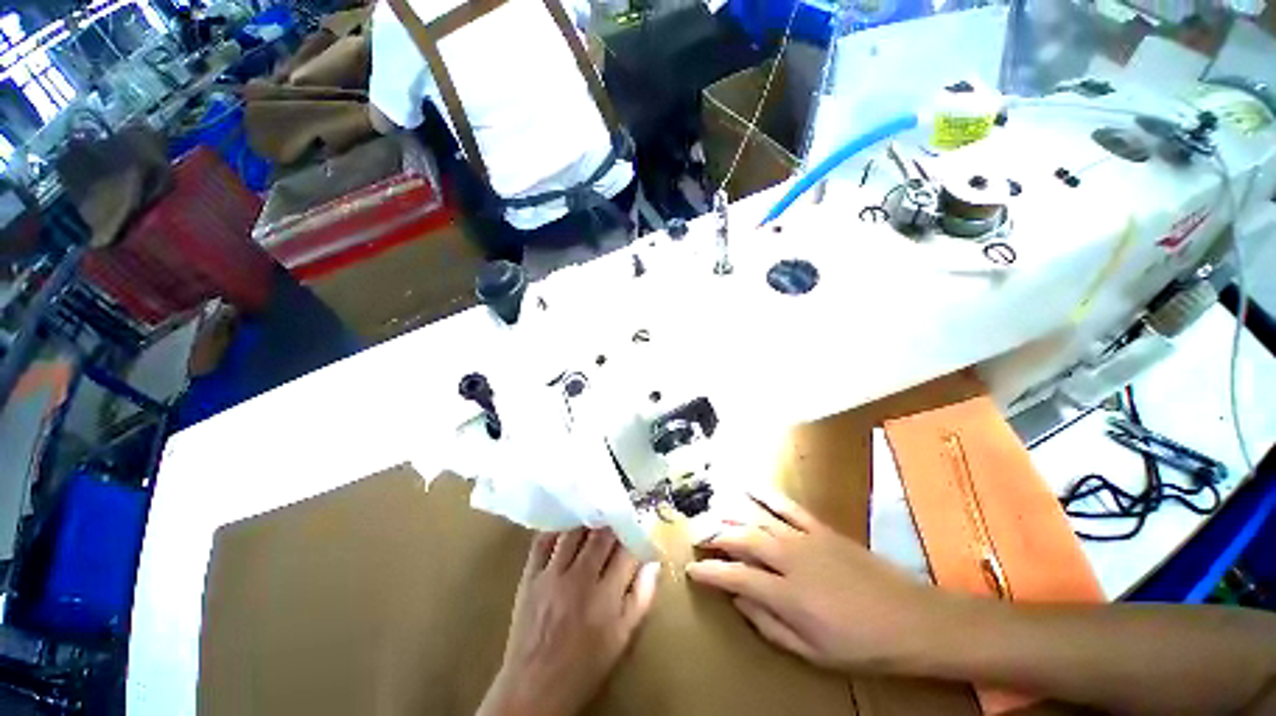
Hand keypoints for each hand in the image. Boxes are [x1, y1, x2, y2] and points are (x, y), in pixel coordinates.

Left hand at [479, 529, 659, 715]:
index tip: (638, 527)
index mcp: (606, 596)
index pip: (626, 552)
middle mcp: (580, 578)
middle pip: (601, 535)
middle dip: (613, 523)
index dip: (635, 535)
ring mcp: (552, 575)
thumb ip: (641, 597)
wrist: (534, 688)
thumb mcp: (623, 638)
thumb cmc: (585, 666)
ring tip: (596, 514)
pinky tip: (567, 523)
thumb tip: (653, 563)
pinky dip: (557, 528)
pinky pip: (543, 541)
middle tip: (618, 516)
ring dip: (588, 521)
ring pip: (574, 532)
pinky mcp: (530, 576)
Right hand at [686, 491, 941, 673]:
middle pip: (741, 538)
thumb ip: (769, 624)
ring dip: (730, 515)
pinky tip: (747, 485)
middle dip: (713, 536)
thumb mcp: (812, 652)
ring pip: (757, 519)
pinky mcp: (820, 528)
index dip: (709, 572)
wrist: (912, 619)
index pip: (735, 576)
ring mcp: (804, 539)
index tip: (691, 569)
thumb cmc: (861, 646)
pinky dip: (764, 494)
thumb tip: (738, 600)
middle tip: (696, 537)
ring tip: (710, 515)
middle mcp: (789, 559)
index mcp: (787, 595)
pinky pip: (786, 506)